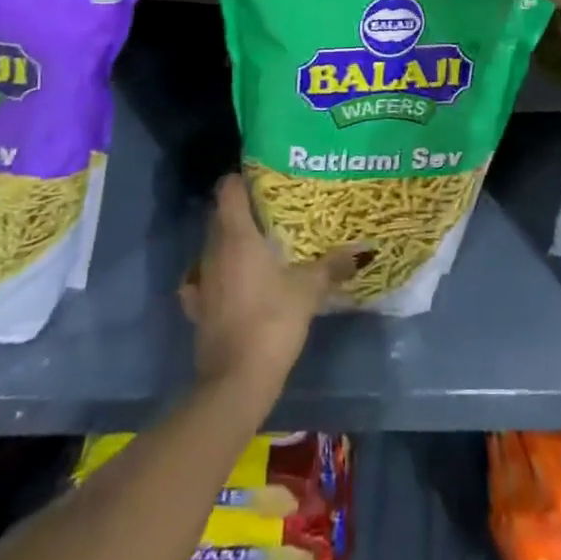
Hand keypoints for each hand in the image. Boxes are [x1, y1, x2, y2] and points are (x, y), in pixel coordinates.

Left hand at [181, 177, 355, 398]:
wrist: (236, 381)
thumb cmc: (272, 321)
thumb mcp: (309, 290)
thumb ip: (333, 266)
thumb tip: (363, 250)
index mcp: (236, 234)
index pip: (228, 189)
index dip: (243, 178)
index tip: (265, 179)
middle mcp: (213, 249)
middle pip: (220, 214)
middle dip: (242, 208)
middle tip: (272, 210)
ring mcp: (201, 279)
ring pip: (212, 245)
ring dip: (230, 241)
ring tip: (259, 244)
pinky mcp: (197, 307)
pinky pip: (203, 278)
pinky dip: (215, 273)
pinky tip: (230, 281)